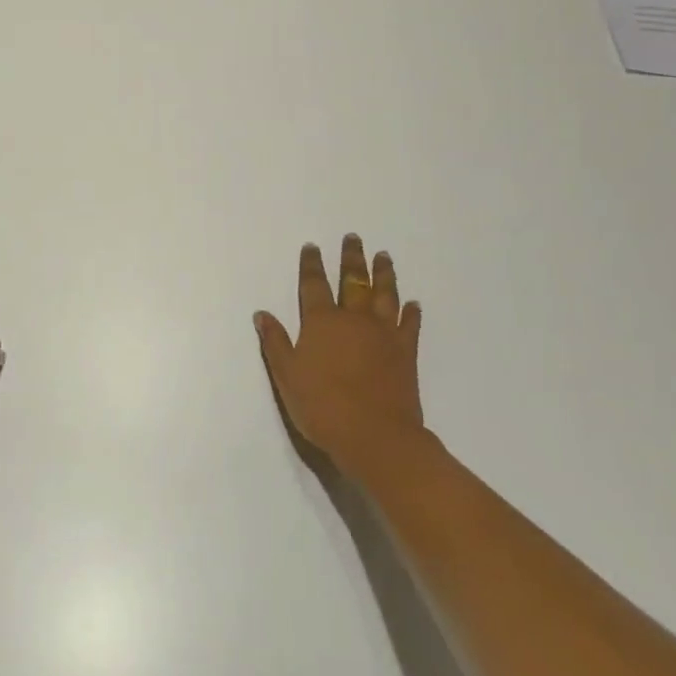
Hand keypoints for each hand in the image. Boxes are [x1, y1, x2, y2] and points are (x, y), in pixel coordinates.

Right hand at [255, 235, 425, 480]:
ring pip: (384, 294)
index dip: (312, 264)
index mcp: (322, 321)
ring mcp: (383, 333)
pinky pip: (410, 325)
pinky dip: (411, 312)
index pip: (314, 284)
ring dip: (383, 273)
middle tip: (354, 238)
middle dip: (351, 258)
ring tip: (383, 256)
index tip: (313, 246)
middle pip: (353, 280)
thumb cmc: (323, 407)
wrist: (376, 437)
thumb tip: (262, 313)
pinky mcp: (406, 352)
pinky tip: (413, 303)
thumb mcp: (286, 376)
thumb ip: (275, 342)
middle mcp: (353, 318)